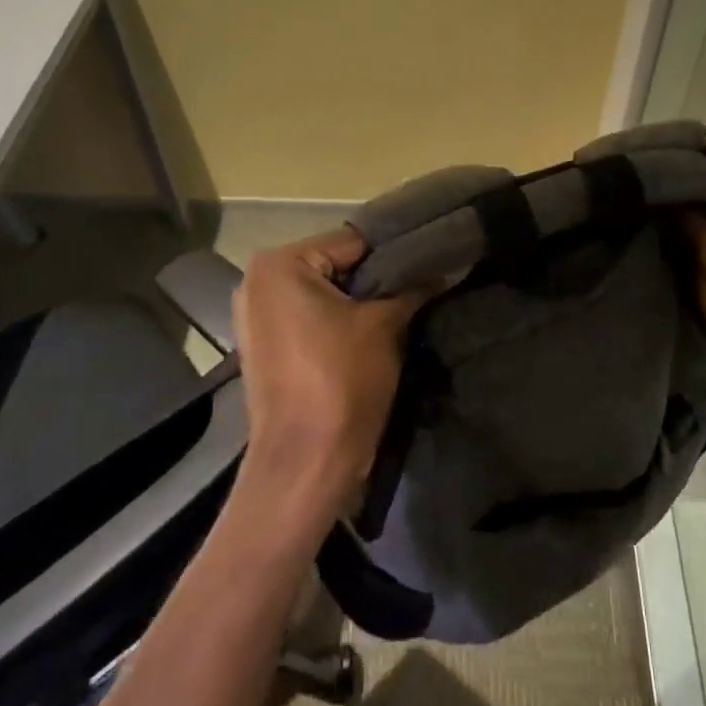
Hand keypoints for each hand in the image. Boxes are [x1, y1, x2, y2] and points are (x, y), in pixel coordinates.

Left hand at [232, 227, 429, 517]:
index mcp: (280, 264)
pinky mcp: (266, 346)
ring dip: (361, 302)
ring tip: (406, 307)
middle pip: (336, 266)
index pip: (354, 241)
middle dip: (377, 278)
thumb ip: (414, 286)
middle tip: (423, 285)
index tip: (434, 259)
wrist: (305, 464)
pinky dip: (339, 322)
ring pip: (325, 294)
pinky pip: (311, 318)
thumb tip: (448, 265)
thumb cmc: (341, 381)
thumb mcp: (384, 325)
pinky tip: (374, 332)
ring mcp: (257, 316)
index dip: (397, 253)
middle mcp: (259, 280)